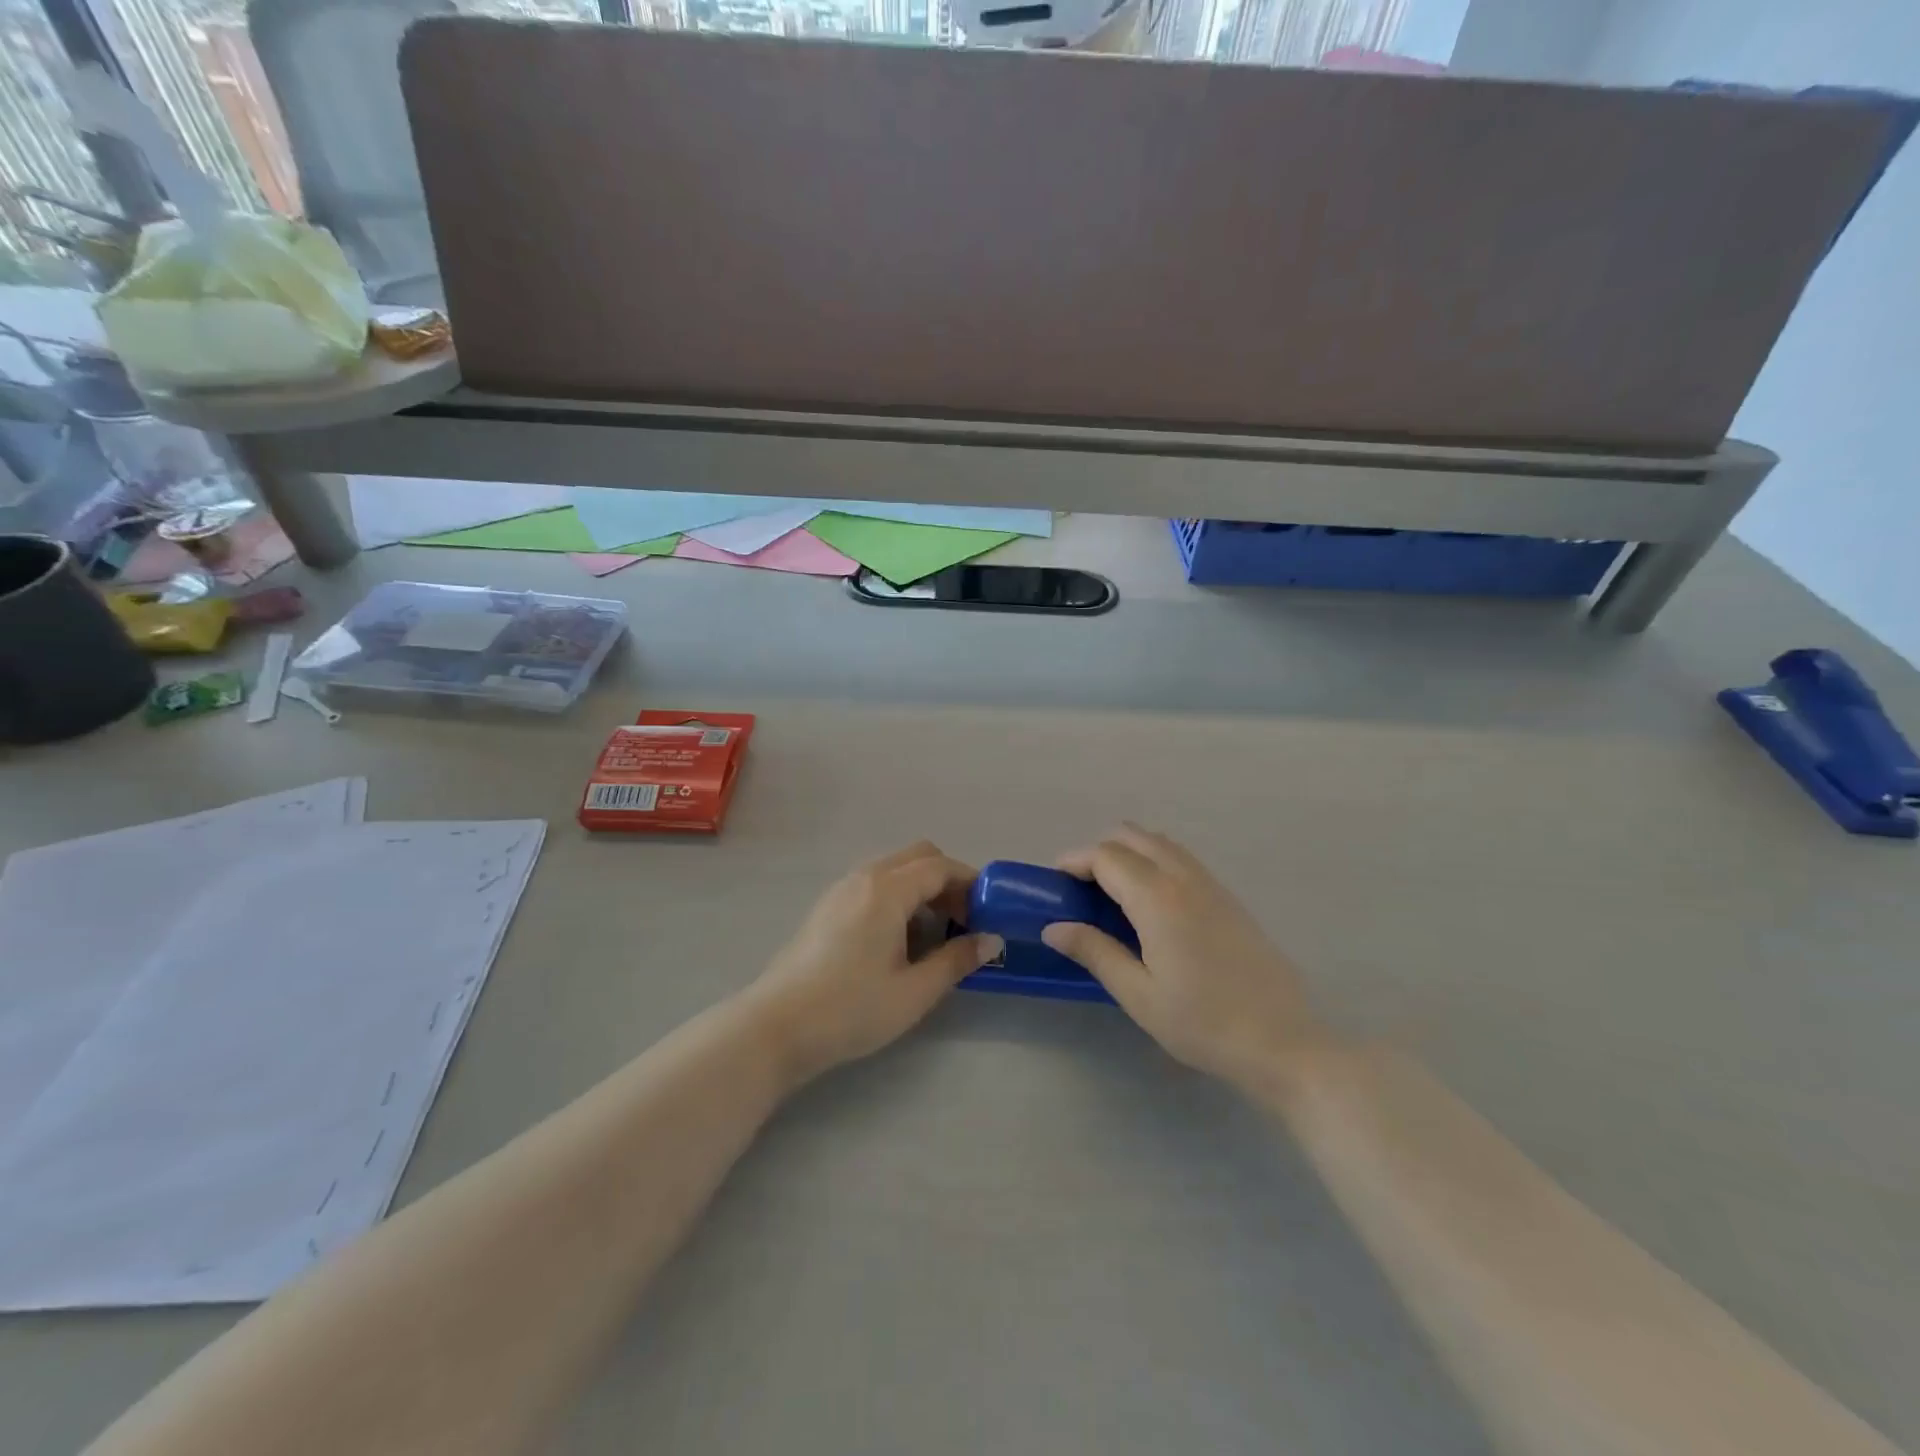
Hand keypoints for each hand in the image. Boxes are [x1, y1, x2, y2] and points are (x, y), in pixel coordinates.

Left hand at [745, 842, 1002, 1084]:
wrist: (776, 1027)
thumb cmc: (851, 1009)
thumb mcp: (915, 991)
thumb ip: (957, 960)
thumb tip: (992, 940)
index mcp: (887, 889)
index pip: (941, 867)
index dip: (971, 885)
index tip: (988, 915)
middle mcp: (864, 877)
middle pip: (918, 857)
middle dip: (948, 881)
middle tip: (962, 921)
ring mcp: (841, 890)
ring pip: (894, 869)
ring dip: (922, 888)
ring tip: (934, 934)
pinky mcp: (827, 907)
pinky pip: (874, 884)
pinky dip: (898, 896)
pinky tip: (898, 940)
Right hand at [1042, 825, 1331, 1091]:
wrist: (1283, 1041)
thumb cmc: (1203, 1023)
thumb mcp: (1139, 995)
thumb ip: (1095, 952)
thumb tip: (1054, 927)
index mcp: (1158, 898)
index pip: (1106, 857)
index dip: (1074, 862)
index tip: (1054, 883)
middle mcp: (1184, 878)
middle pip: (1132, 836)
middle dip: (1099, 852)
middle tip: (1082, 891)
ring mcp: (1211, 884)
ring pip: (1160, 843)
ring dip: (1129, 853)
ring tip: (1112, 896)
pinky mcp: (1228, 898)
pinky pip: (1182, 859)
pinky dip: (1154, 862)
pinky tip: (1151, 906)